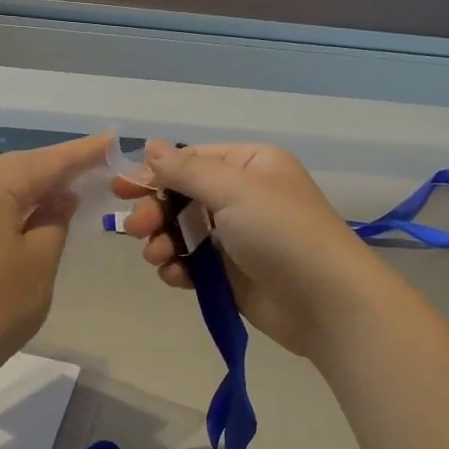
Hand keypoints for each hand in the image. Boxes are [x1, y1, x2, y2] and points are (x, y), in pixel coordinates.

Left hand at [0, 133, 110, 382]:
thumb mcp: (39, 263)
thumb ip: (55, 220)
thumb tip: (62, 197)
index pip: (44, 162)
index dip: (80, 153)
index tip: (110, 141)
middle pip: (15, 167)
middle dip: (53, 167)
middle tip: (92, 165)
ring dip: (29, 185)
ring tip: (64, 187)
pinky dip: (5, 203)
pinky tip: (25, 213)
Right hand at [120, 140, 392, 355]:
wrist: (326, 303)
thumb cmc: (281, 233)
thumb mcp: (234, 190)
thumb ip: (186, 169)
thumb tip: (151, 146)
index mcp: (251, 166)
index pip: (193, 160)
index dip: (155, 173)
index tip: (121, 188)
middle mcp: (244, 197)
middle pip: (183, 197)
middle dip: (156, 211)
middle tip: (137, 228)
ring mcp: (238, 238)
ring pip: (184, 232)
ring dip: (164, 242)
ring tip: (159, 257)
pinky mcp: (232, 275)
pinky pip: (194, 264)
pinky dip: (179, 268)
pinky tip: (175, 277)